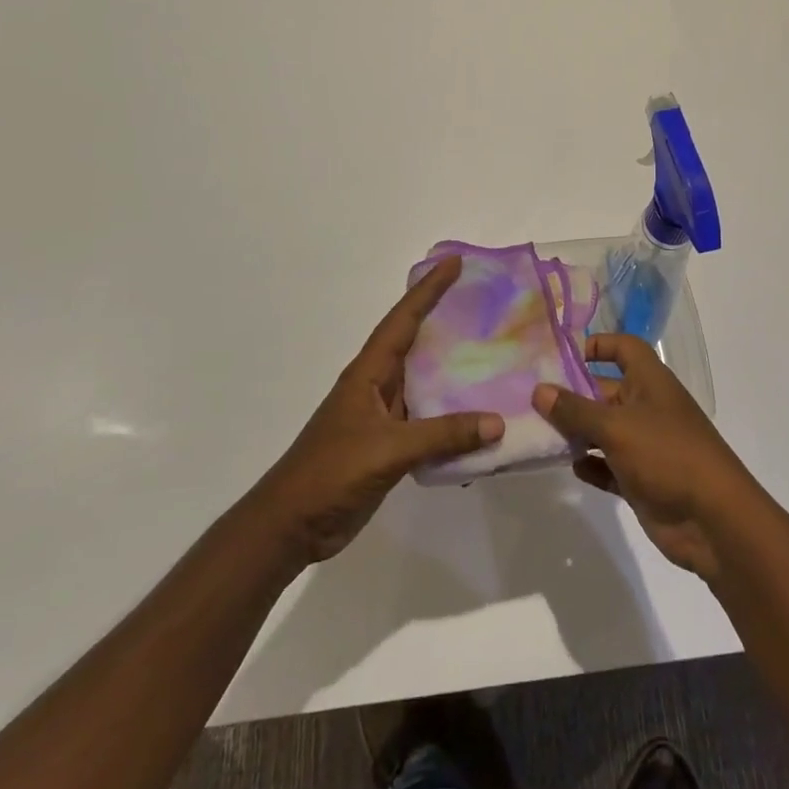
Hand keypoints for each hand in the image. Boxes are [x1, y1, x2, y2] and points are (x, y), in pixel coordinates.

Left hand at [248, 257, 502, 565]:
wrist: (291, 525)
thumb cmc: (330, 473)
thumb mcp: (388, 450)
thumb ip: (443, 435)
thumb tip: (497, 422)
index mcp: (369, 373)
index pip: (403, 320)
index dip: (428, 290)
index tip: (454, 263)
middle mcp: (378, 387)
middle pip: (417, 343)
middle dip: (446, 320)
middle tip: (485, 302)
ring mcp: (384, 417)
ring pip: (426, 383)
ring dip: (454, 371)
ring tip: (493, 354)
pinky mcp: (390, 447)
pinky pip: (430, 421)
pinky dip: (454, 418)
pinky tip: (480, 422)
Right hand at [534, 333, 762, 578]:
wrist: (713, 520)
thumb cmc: (666, 454)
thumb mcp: (616, 427)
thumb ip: (575, 410)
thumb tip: (539, 390)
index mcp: (650, 381)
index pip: (625, 348)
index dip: (599, 345)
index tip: (564, 355)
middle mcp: (647, 407)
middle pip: (605, 391)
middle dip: (573, 395)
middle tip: (531, 400)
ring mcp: (645, 445)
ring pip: (603, 431)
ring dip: (577, 433)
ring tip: (540, 435)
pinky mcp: (642, 479)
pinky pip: (609, 466)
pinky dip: (591, 466)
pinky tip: (572, 468)